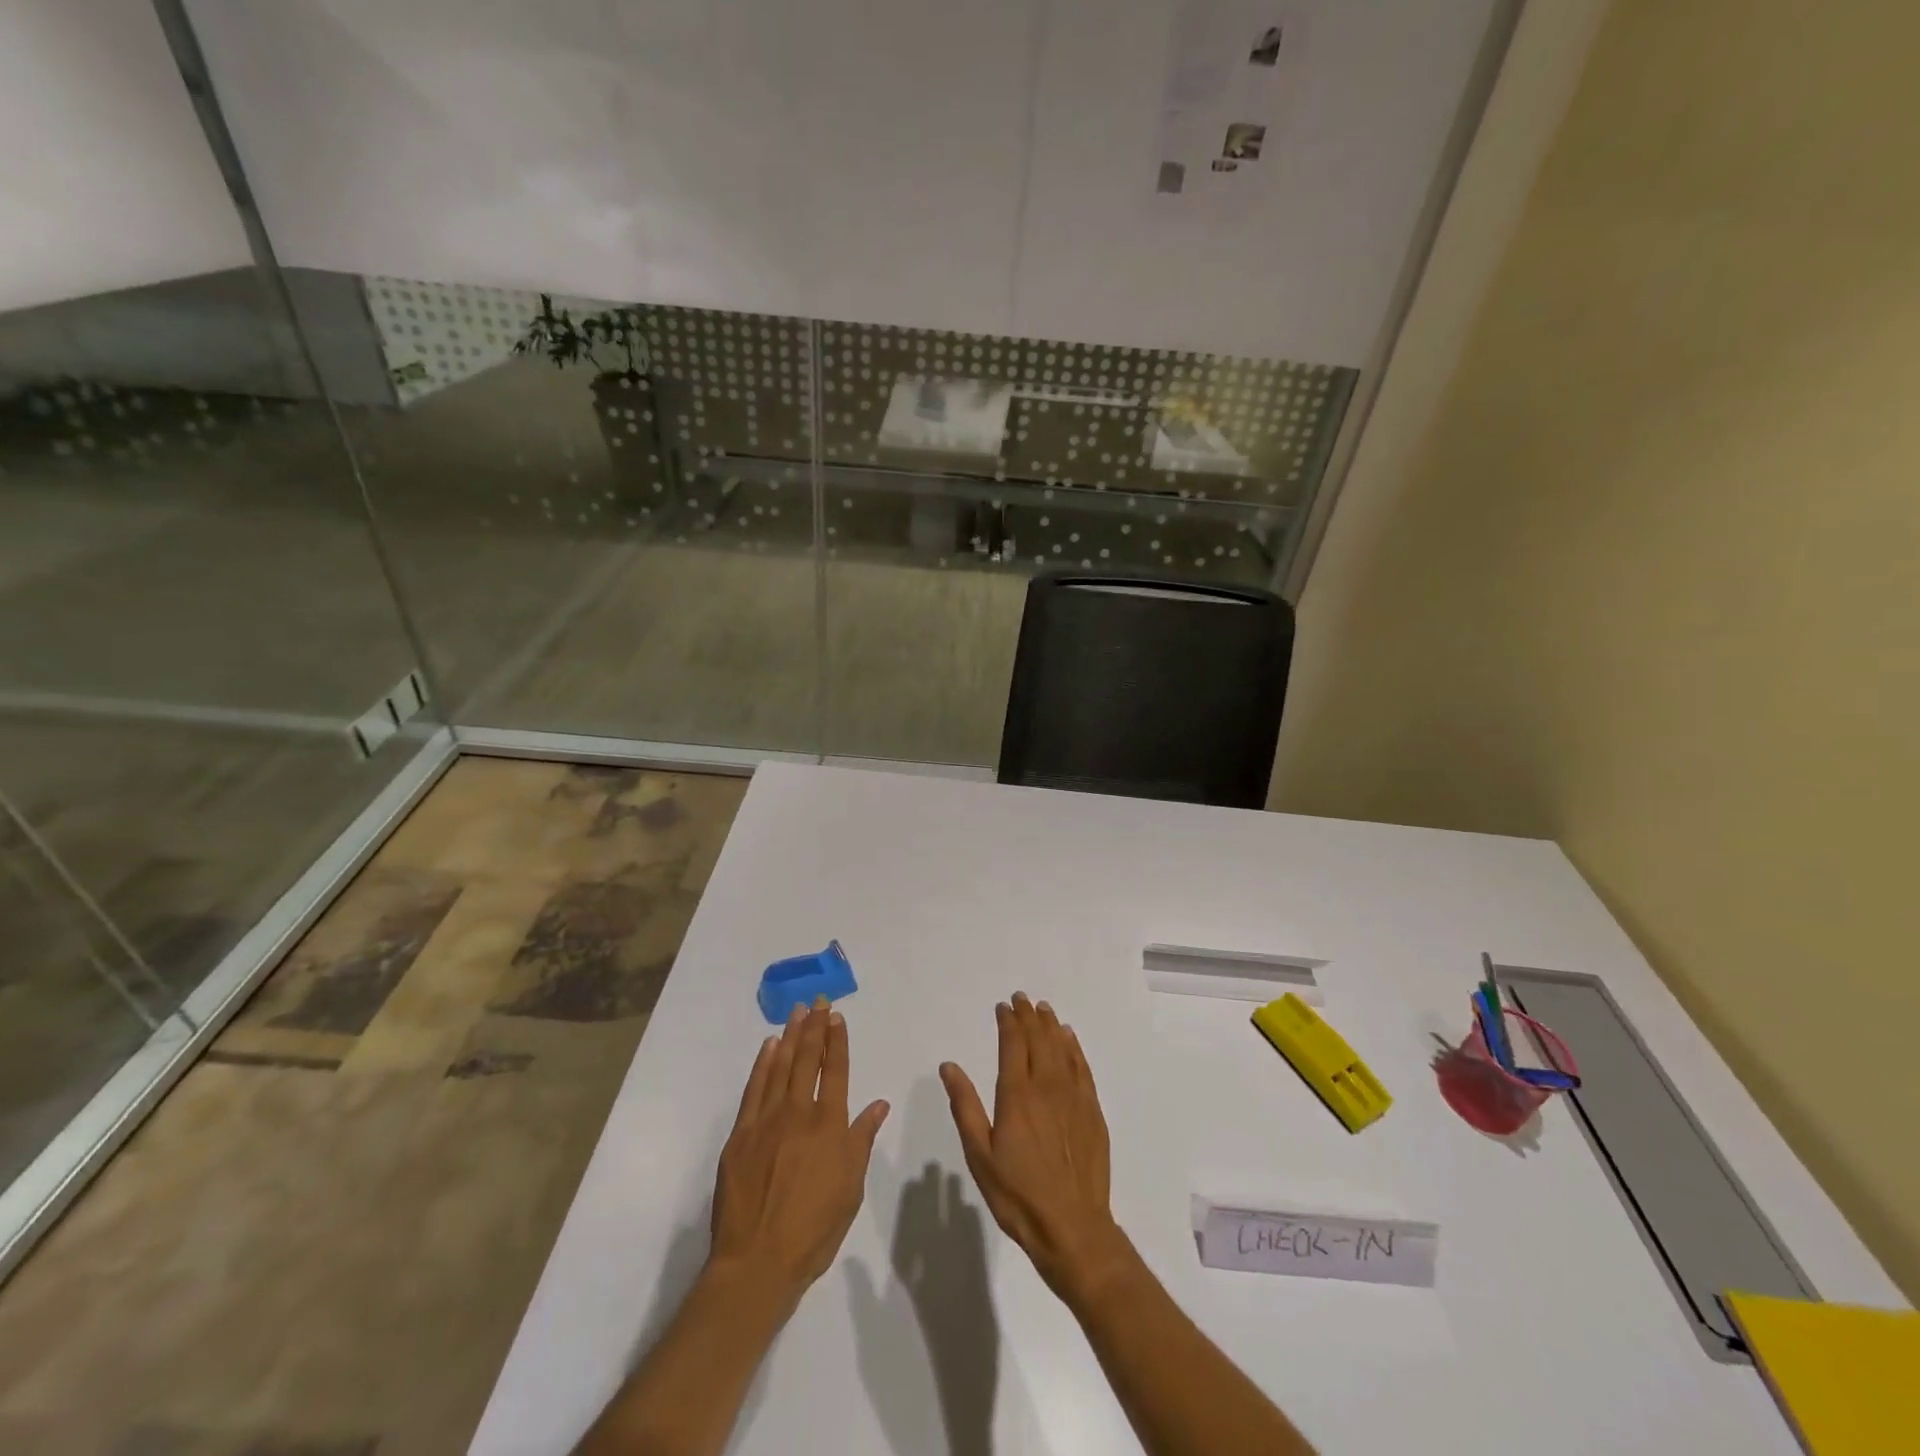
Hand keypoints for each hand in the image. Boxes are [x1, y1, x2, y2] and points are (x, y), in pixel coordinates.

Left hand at [709, 1000, 889, 1306]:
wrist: (757, 1262)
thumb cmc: (813, 1230)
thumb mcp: (850, 1188)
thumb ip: (862, 1141)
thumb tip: (878, 1104)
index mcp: (829, 1125)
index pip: (836, 1071)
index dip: (837, 1041)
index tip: (836, 1016)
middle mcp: (799, 1113)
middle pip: (808, 1060)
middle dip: (814, 1027)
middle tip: (817, 1001)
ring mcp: (766, 1121)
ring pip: (780, 1067)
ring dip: (790, 1036)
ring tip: (796, 1012)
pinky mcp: (740, 1135)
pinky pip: (754, 1089)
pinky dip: (763, 1064)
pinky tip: (769, 1048)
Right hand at [940, 993, 1131, 1304]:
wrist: (1073, 1228)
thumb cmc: (1018, 1195)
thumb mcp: (980, 1155)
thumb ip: (965, 1106)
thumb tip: (949, 1066)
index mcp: (1016, 1094)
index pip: (1013, 1044)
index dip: (1008, 1022)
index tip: (1003, 1006)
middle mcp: (1046, 1086)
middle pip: (1038, 1039)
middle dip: (1028, 1016)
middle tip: (1022, 999)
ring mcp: (1073, 1097)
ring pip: (1061, 1049)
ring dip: (1051, 1026)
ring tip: (1043, 1009)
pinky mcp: (1092, 1112)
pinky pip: (1082, 1068)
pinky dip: (1074, 1048)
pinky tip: (1070, 1039)